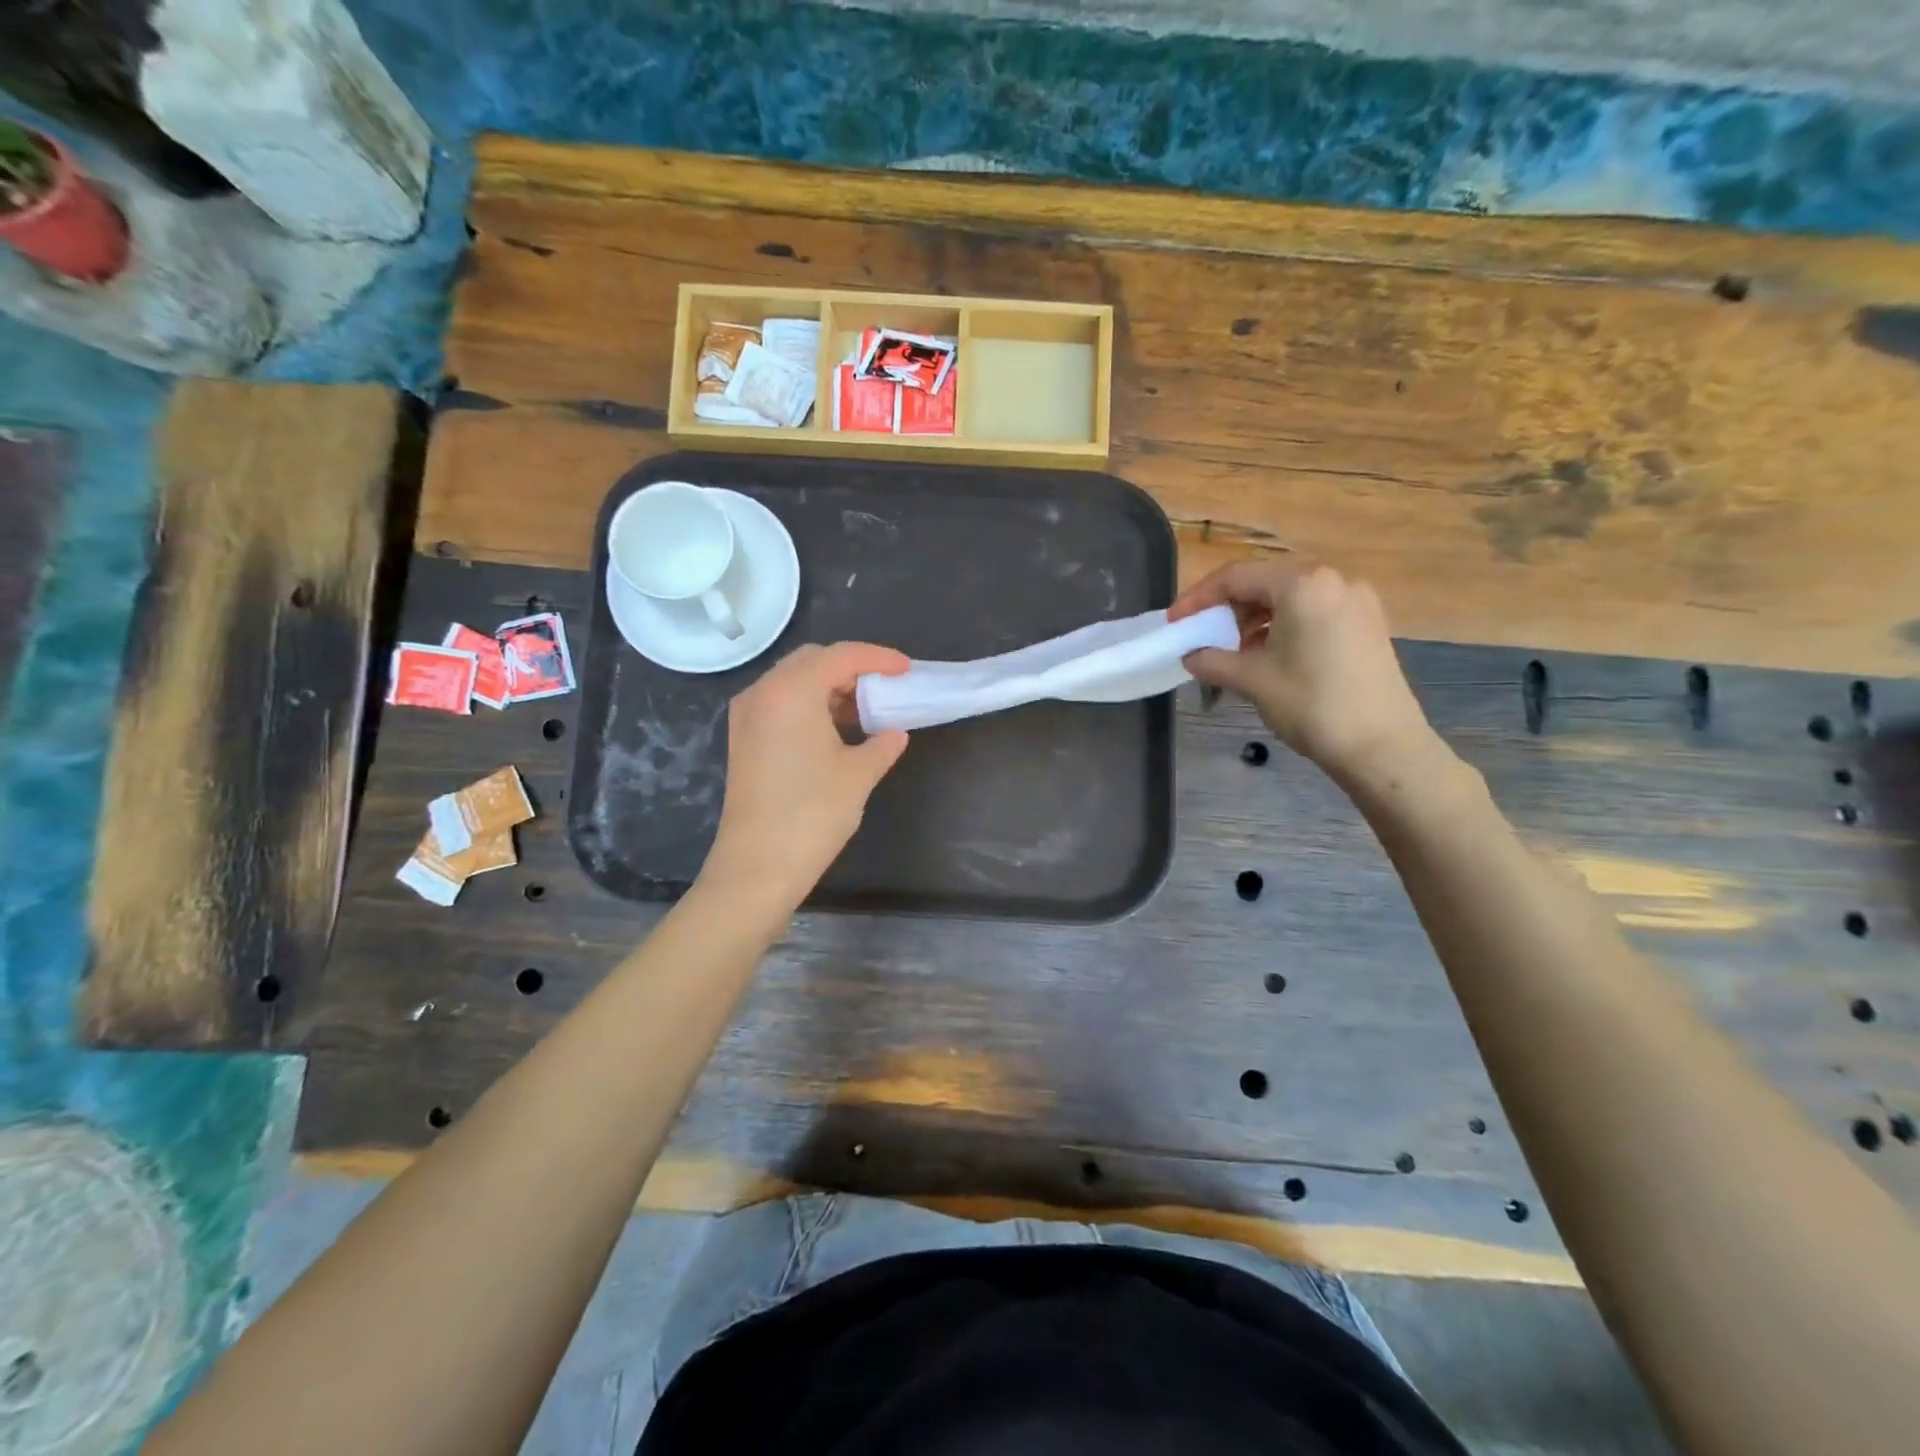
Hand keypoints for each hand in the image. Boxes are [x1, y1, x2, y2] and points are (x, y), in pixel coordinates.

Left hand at [704, 642, 910, 906]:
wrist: (757, 866)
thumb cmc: (812, 814)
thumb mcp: (858, 775)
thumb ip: (882, 744)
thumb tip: (895, 733)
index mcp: (791, 691)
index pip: (841, 656)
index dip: (878, 658)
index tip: (907, 669)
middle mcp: (763, 692)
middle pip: (812, 660)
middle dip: (851, 668)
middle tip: (884, 688)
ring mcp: (747, 716)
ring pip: (794, 681)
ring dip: (830, 687)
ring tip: (865, 710)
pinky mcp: (743, 739)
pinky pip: (780, 703)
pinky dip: (810, 705)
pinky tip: (835, 729)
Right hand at [1171, 559, 1439, 781]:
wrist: (1382, 746)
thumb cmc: (1312, 706)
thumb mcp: (1253, 681)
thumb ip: (1213, 661)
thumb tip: (1191, 656)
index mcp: (1303, 584)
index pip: (1236, 577)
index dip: (1199, 598)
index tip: (1174, 622)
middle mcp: (1333, 579)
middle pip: (1265, 581)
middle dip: (1228, 607)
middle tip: (1203, 635)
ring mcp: (1356, 599)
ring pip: (1290, 595)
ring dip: (1255, 617)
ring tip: (1235, 650)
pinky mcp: (1367, 621)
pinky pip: (1313, 609)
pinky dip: (1284, 623)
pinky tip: (1270, 653)